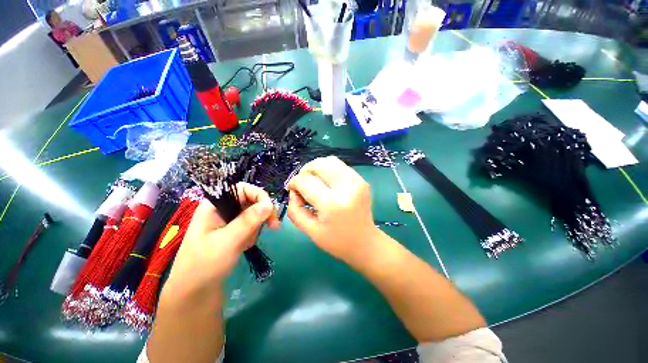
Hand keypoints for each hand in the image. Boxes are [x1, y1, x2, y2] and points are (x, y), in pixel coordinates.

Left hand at [168, 183, 279, 288]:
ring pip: (253, 214)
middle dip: (262, 214)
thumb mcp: (228, 241)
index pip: (242, 189)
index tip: (271, 211)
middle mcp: (222, 209)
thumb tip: (270, 203)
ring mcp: (228, 220)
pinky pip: (250, 225)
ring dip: (256, 227)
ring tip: (246, 244)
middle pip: (251, 200)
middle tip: (273, 227)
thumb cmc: (205, 265)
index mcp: (214, 205)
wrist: (195, 291)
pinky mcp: (233, 230)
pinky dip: (252, 234)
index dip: (259, 196)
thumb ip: (248, 221)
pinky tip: (244, 246)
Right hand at [286, 156, 380, 264]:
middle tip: (303, 183)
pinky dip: (328, 170)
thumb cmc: (337, 241)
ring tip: (313, 180)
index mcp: (332, 204)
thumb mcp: (310, 231)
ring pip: (330, 161)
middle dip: (305, 171)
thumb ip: (295, 210)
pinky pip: (340, 166)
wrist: (365, 243)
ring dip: (317, 168)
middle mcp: (346, 188)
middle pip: (319, 164)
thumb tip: (293, 192)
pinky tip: (326, 182)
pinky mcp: (361, 180)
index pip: (306, 181)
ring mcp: (357, 181)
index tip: (292, 189)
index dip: (294, 182)